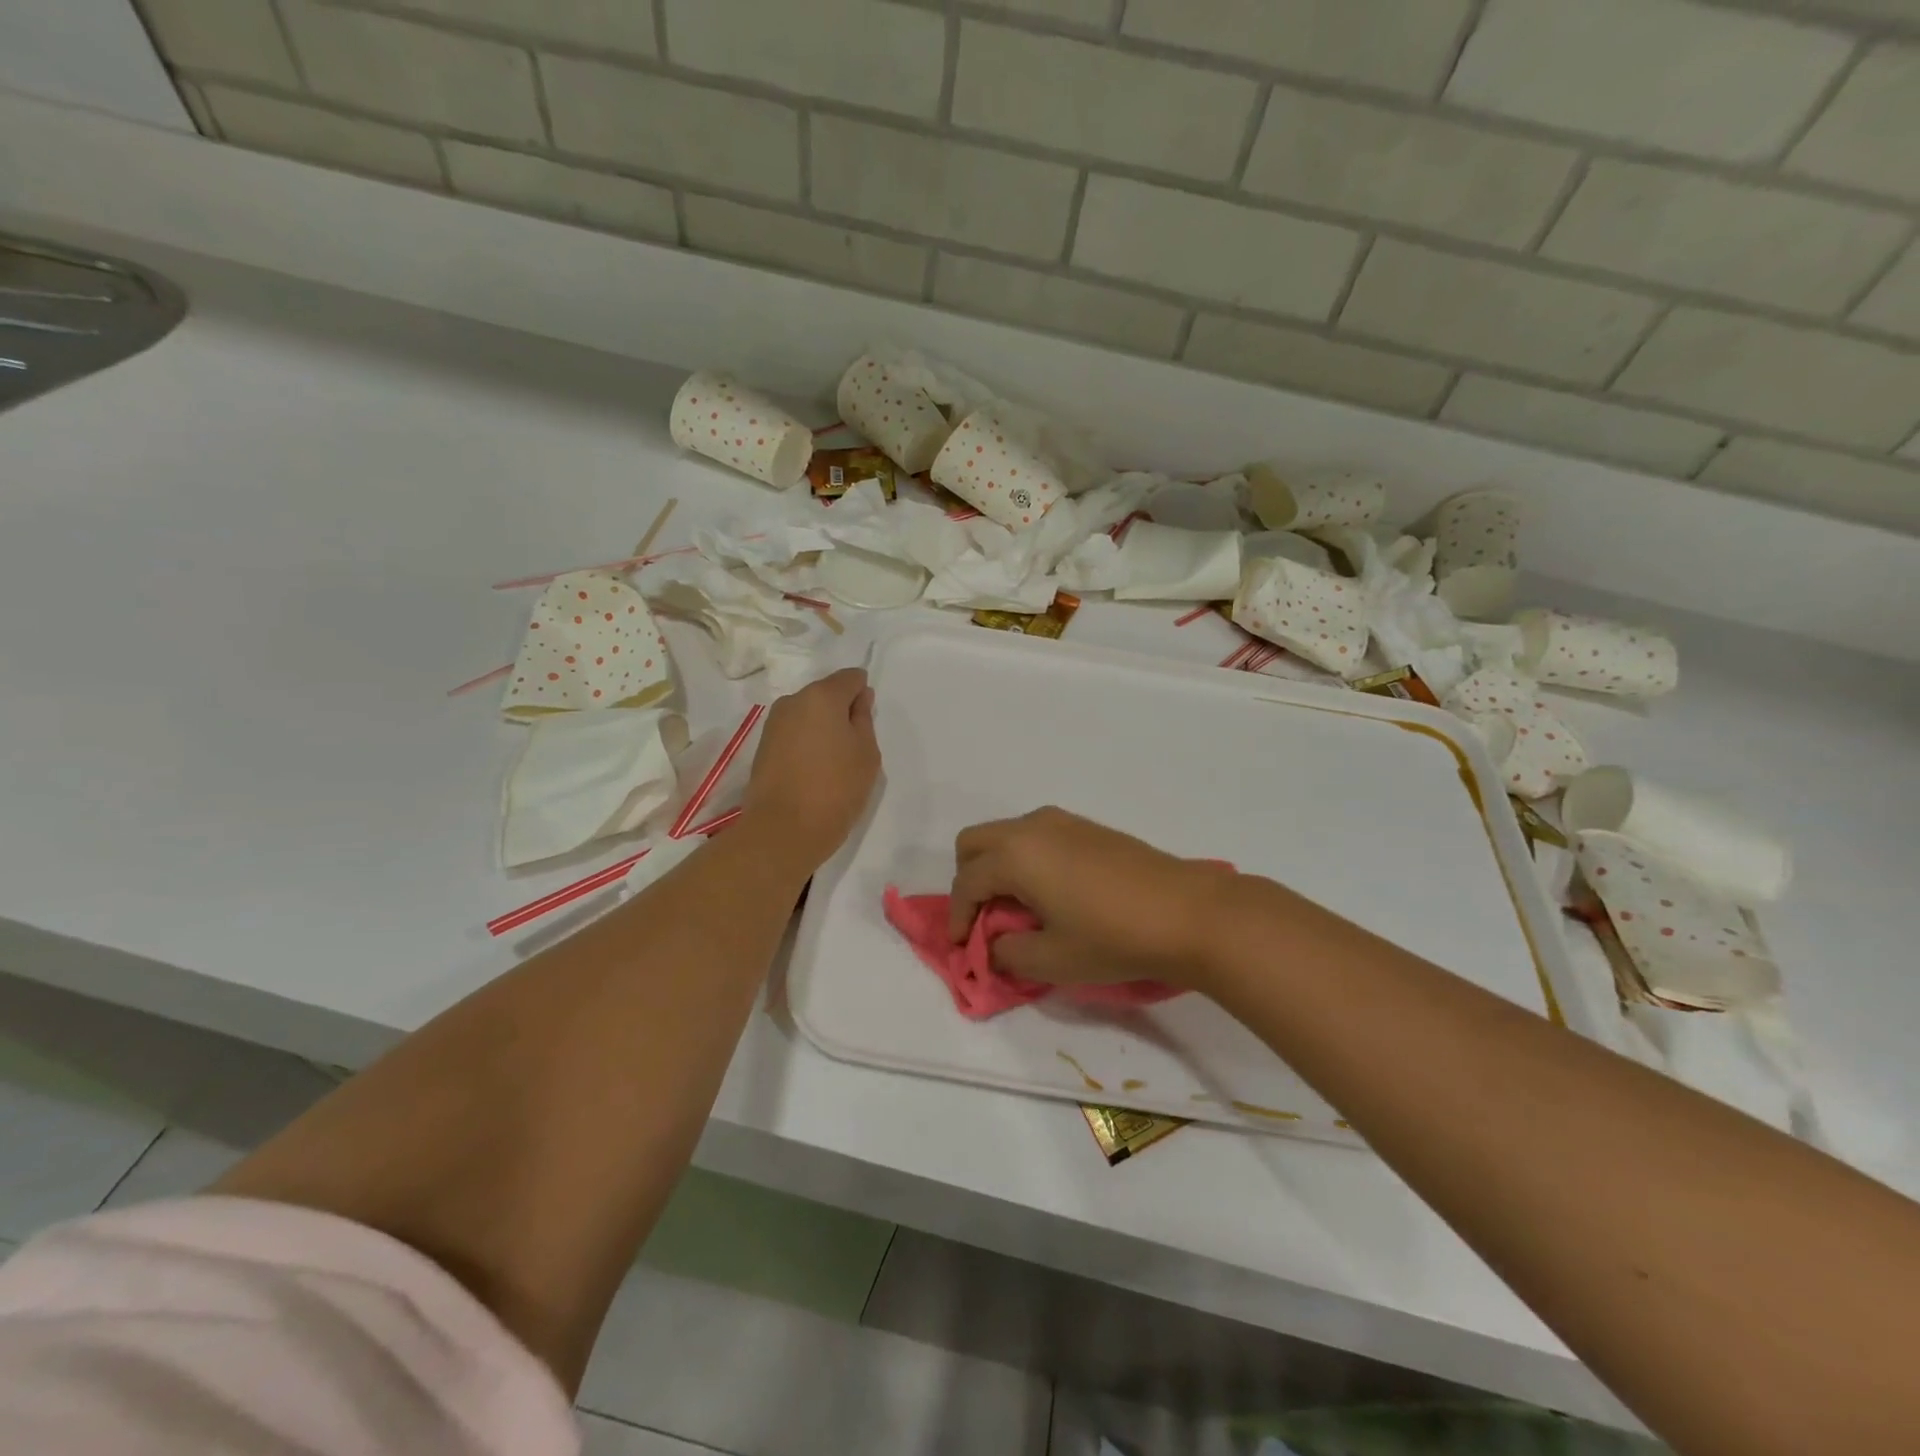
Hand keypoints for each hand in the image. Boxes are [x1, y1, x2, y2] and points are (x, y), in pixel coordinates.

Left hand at [741, 669, 880, 868]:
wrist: (783, 830)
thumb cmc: (836, 789)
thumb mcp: (866, 753)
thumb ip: (864, 719)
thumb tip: (859, 698)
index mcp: (822, 695)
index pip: (851, 678)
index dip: (863, 696)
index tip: (867, 726)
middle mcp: (793, 700)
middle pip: (826, 694)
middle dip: (841, 712)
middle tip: (853, 749)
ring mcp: (774, 723)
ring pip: (808, 715)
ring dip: (822, 729)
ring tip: (832, 765)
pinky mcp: (763, 746)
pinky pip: (794, 733)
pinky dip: (806, 744)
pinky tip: (813, 772)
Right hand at [949, 808, 1238, 990]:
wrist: (1189, 913)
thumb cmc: (1113, 938)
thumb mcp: (1051, 960)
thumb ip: (1007, 954)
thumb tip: (995, 946)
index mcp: (1016, 854)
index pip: (967, 882)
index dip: (957, 917)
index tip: (963, 949)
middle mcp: (1032, 827)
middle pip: (975, 843)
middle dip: (969, 881)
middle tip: (984, 920)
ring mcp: (1062, 822)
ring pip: (1006, 835)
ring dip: (997, 868)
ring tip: (1017, 910)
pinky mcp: (1087, 827)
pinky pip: (1036, 836)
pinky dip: (1025, 860)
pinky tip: (1050, 895)